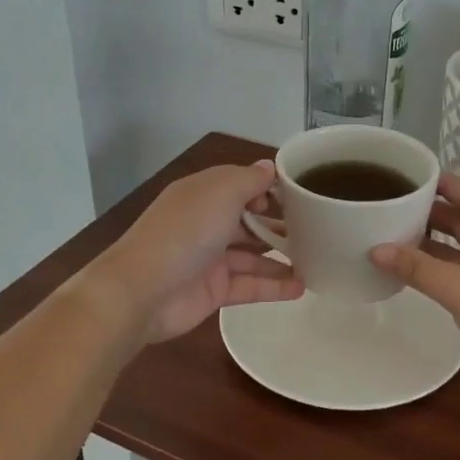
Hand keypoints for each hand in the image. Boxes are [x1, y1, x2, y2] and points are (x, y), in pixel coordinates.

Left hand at [92, 160, 303, 343]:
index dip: (267, 188)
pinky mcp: (214, 291)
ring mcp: (210, 259)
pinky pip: (250, 286)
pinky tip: (301, 288)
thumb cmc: (185, 232)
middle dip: (279, 224)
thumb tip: (269, 167)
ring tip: (317, 260)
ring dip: (281, 257)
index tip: (296, 197)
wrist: (142, 290)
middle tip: (316, 230)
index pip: (240, 184)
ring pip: (252, 255)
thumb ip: (250, 180)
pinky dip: (274, 286)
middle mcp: (206, 223)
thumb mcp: (221, 192)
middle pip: (248, 220)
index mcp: (203, 194)